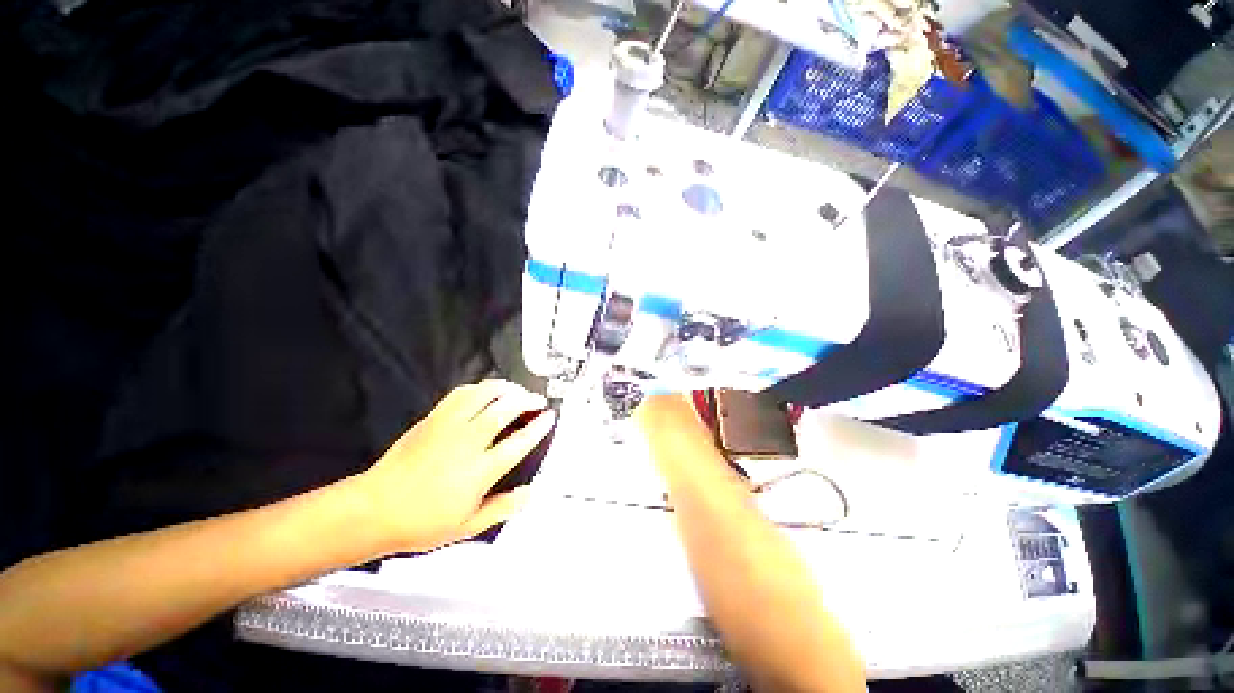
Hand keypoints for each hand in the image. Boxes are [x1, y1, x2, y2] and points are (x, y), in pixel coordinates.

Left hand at [354, 380, 555, 552]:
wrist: (374, 510)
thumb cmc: (423, 523)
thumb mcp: (469, 527)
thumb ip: (504, 508)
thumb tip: (531, 493)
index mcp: (480, 471)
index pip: (519, 442)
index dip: (539, 426)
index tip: (549, 417)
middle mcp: (468, 443)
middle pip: (505, 409)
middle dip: (527, 400)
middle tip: (537, 400)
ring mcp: (449, 427)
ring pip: (484, 395)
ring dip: (506, 388)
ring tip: (516, 390)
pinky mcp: (433, 419)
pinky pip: (461, 393)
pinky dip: (479, 388)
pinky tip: (486, 392)